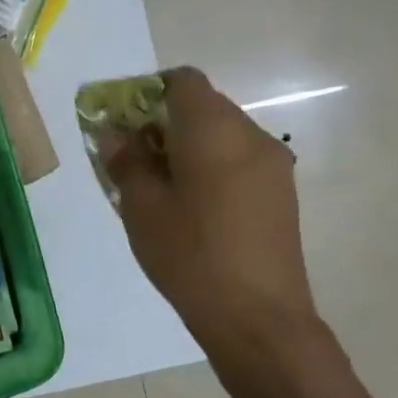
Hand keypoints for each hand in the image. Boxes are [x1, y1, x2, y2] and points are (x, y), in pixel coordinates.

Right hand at [106, 67, 318, 359]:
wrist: (258, 317)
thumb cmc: (190, 255)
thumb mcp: (141, 207)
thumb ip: (126, 161)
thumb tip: (116, 134)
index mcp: (213, 130)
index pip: (182, 81)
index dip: (148, 92)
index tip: (124, 123)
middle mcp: (250, 135)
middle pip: (203, 105)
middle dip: (164, 121)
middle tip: (133, 158)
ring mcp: (272, 164)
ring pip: (222, 134)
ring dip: (187, 145)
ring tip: (159, 187)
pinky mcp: (281, 192)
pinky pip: (238, 159)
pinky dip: (210, 165)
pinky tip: (191, 206)